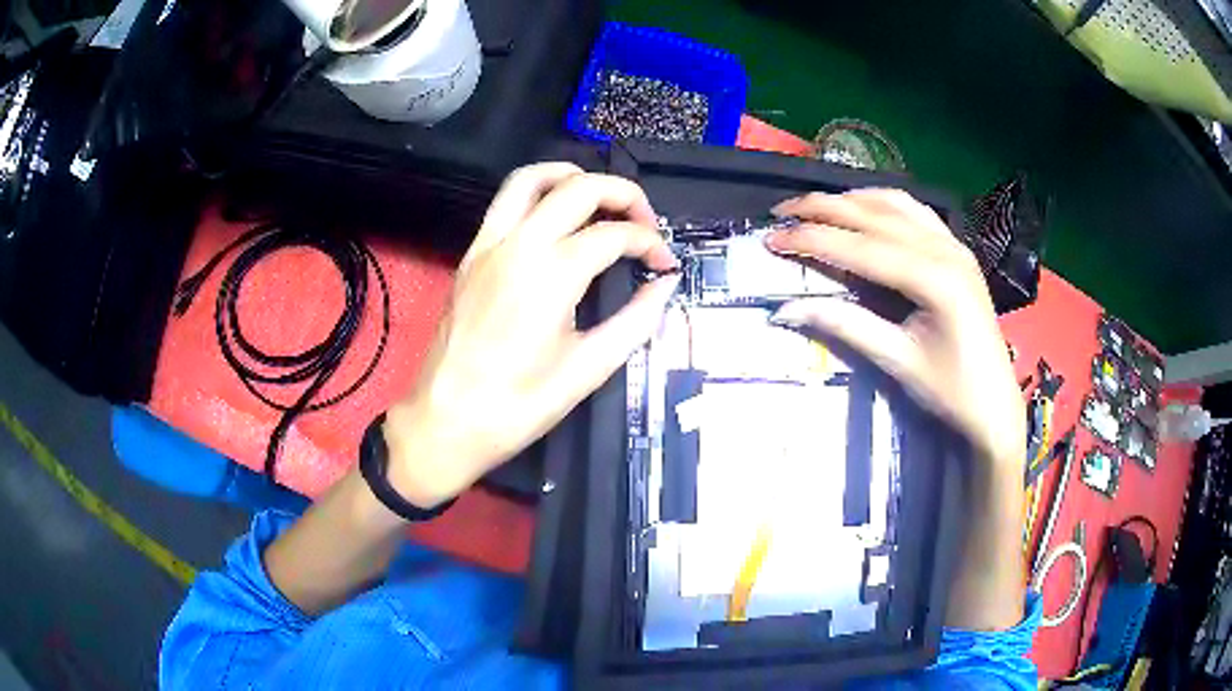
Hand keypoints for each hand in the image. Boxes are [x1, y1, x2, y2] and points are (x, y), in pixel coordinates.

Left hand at [382, 163, 679, 507]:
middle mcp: (519, 245)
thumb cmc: (517, 406)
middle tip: (645, 223)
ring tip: (601, 198)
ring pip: (532, 179)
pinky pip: (504, 202)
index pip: (614, 235)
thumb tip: (665, 287)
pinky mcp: (471, 255)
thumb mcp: (586, 370)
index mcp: (551, 275)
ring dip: (573, 176)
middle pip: (580, 188)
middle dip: (623, 195)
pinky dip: (538, 193)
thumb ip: (634, 322)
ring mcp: (488, 245)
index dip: (650, 244)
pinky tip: (556, 219)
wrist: (446, 421)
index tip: (665, 264)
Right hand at [766, 190, 1024, 467]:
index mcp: (934, 279)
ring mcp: (954, 244)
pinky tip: (861, 207)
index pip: (861, 247)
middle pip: (874, 214)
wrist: (994, 404)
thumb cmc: (950, 391)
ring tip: (813, 207)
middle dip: (823, 209)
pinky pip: (914, 211)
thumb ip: (845, 326)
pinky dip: (881, 203)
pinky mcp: (957, 249)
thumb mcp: (897, 361)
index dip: (813, 240)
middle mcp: (945, 249)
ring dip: (850, 200)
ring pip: (894, 204)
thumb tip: (786, 309)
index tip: (771, 238)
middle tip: (780, 212)